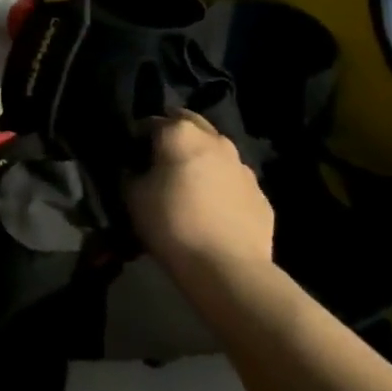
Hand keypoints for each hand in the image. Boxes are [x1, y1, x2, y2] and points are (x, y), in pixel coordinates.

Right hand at [125, 110, 273, 281]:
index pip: (151, 122)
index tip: (132, 156)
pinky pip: (234, 181)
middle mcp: (215, 141)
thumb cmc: (171, 223)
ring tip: (189, 183)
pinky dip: (221, 185)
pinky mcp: (261, 195)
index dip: (138, 137)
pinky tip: (212, 208)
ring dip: (201, 158)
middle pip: (190, 123)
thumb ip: (131, 172)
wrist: (227, 268)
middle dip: (174, 134)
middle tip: (160, 158)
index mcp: (180, 133)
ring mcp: (243, 167)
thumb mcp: (132, 195)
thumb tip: (134, 168)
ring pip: (216, 151)